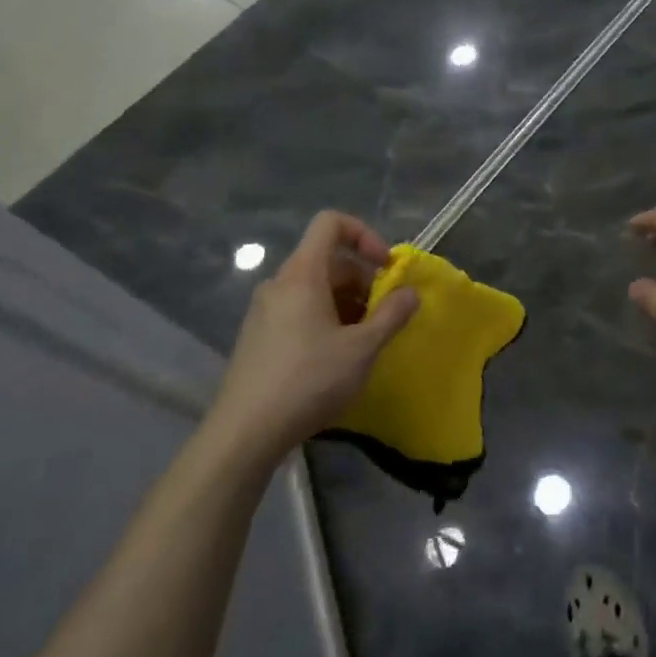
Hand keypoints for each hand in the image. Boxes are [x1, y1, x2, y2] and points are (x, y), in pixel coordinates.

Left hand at [212, 211, 418, 451]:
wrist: (245, 433)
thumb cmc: (309, 380)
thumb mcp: (362, 348)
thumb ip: (392, 314)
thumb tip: (411, 292)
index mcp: (302, 274)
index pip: (331, 223)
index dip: (364, 235)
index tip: (386, 267)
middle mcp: (279, 283)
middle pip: (327, 259)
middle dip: (362, 279)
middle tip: (383, 314)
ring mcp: (264, 310)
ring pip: (314, 288)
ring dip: (347, 302)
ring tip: (364, 339)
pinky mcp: (258, 336)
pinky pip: (298, 310)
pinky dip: (325, 318)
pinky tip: (336, 357)